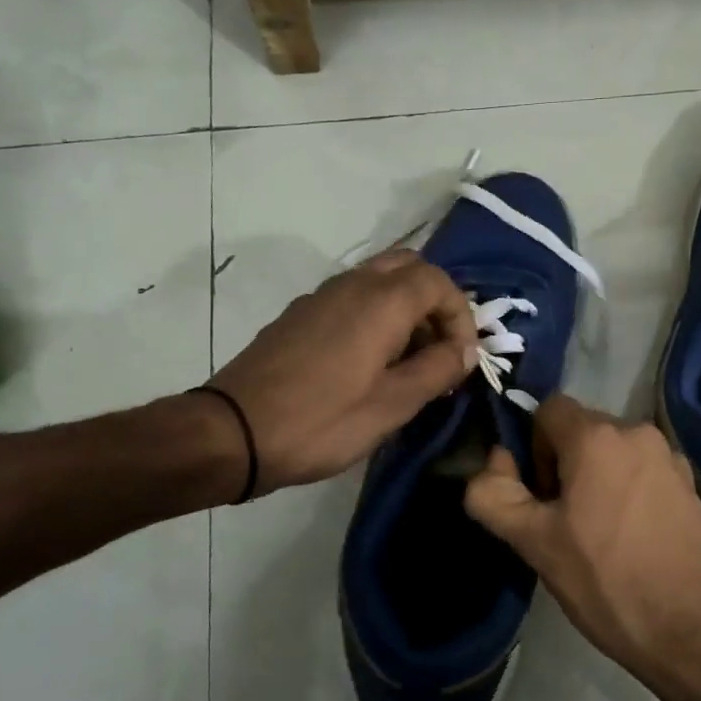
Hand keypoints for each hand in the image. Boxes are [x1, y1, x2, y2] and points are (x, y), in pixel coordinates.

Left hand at [209, 251, 476, 494]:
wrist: (234, 432)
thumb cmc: (322, 421)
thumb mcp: (393, 404)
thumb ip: (437, 369)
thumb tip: (466, 350)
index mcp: (381, 300)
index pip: (439, 282)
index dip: (461, 316)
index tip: (462, 359)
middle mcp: (352, 284)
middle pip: (409, 267)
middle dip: (435, 302)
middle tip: (440, 348)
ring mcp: (321, 296)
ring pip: (379, 280)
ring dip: (406, 309)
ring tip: (410, 360)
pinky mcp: (300, 315)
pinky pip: (352, 298)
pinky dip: (376, 315)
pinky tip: (370, 362)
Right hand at [463, 393, 700, 689]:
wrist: (697, 631)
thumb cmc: (608, 582)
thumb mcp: (535, 543)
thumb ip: (494, 494)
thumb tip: (495, 460)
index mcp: (598, 437)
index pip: (548, 409)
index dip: (532, 447)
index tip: (540, 496)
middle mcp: (638, 432)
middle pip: (582, 431)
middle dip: (563, 465)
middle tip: (564, 523)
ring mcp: (671, 458)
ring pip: (613, 453)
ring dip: (596, 480)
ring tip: (599, 536)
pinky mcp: (692, 485)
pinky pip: (643, 472)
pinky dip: (628, 491)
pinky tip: (632, 541)